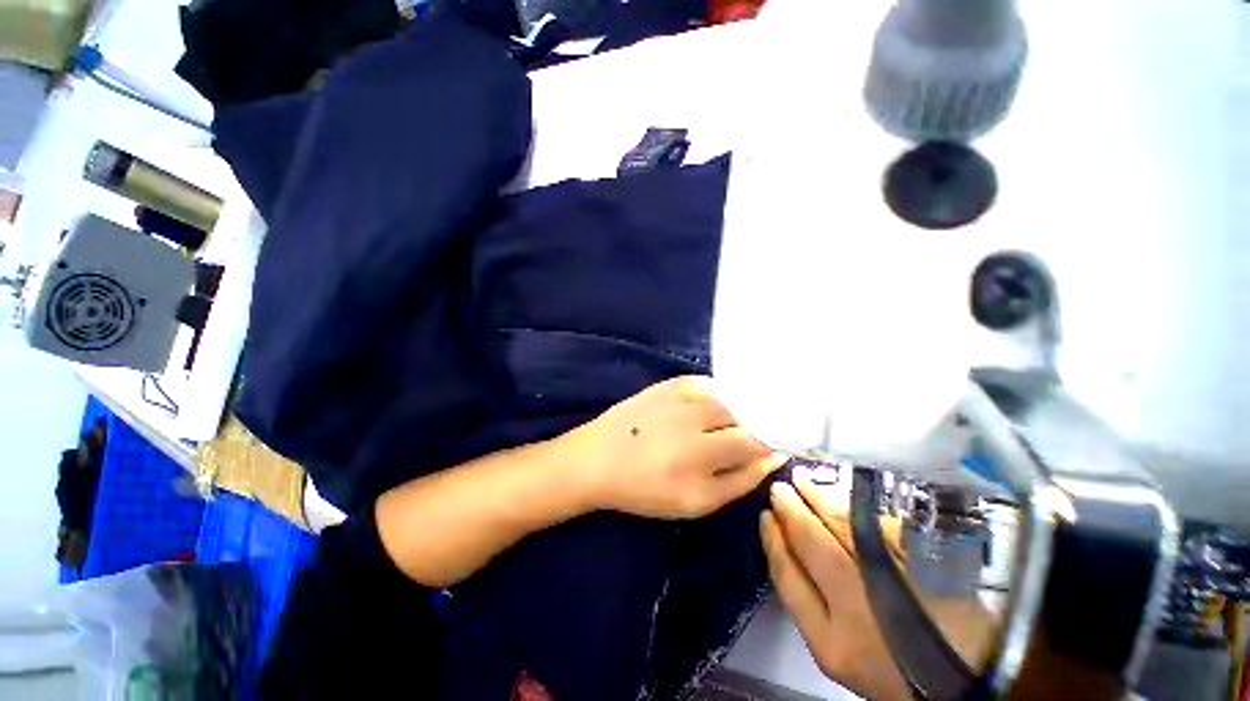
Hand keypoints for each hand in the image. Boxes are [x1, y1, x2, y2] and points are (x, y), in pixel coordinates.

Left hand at [564, 376, 786, 519]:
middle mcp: (697, 414)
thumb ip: (740, 480)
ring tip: (727, 426)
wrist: (598, 459)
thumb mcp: (697, 502)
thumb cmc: (646, 489)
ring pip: (731, 397)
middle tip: (750, 440)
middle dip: (757, 425)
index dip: (774, 442)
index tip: (778, 447)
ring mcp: (683, 393)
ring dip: (738, 410)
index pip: (759, 439)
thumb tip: (773, 456)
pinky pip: (709, 384)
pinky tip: (710, 410)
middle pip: (748, 413)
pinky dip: (718, 396)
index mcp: (704, 451)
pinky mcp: (671, 382)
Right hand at [761, 474, 909, 699]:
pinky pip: (881, 524)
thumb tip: (784, 543)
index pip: (786, 575)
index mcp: (831, 640)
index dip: (772, 540)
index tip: (765, 516)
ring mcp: (894, 579)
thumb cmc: (888, 665)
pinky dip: (857, 506)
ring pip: (842, 525)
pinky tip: (843, 493)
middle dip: (790, 509)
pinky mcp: (925, 562)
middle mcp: (857, 605)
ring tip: (802, 481)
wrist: (966, 676)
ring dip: (818, 498)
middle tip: (780, 489)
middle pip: (811, 540)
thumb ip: (806, 600)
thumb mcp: (836, 649)